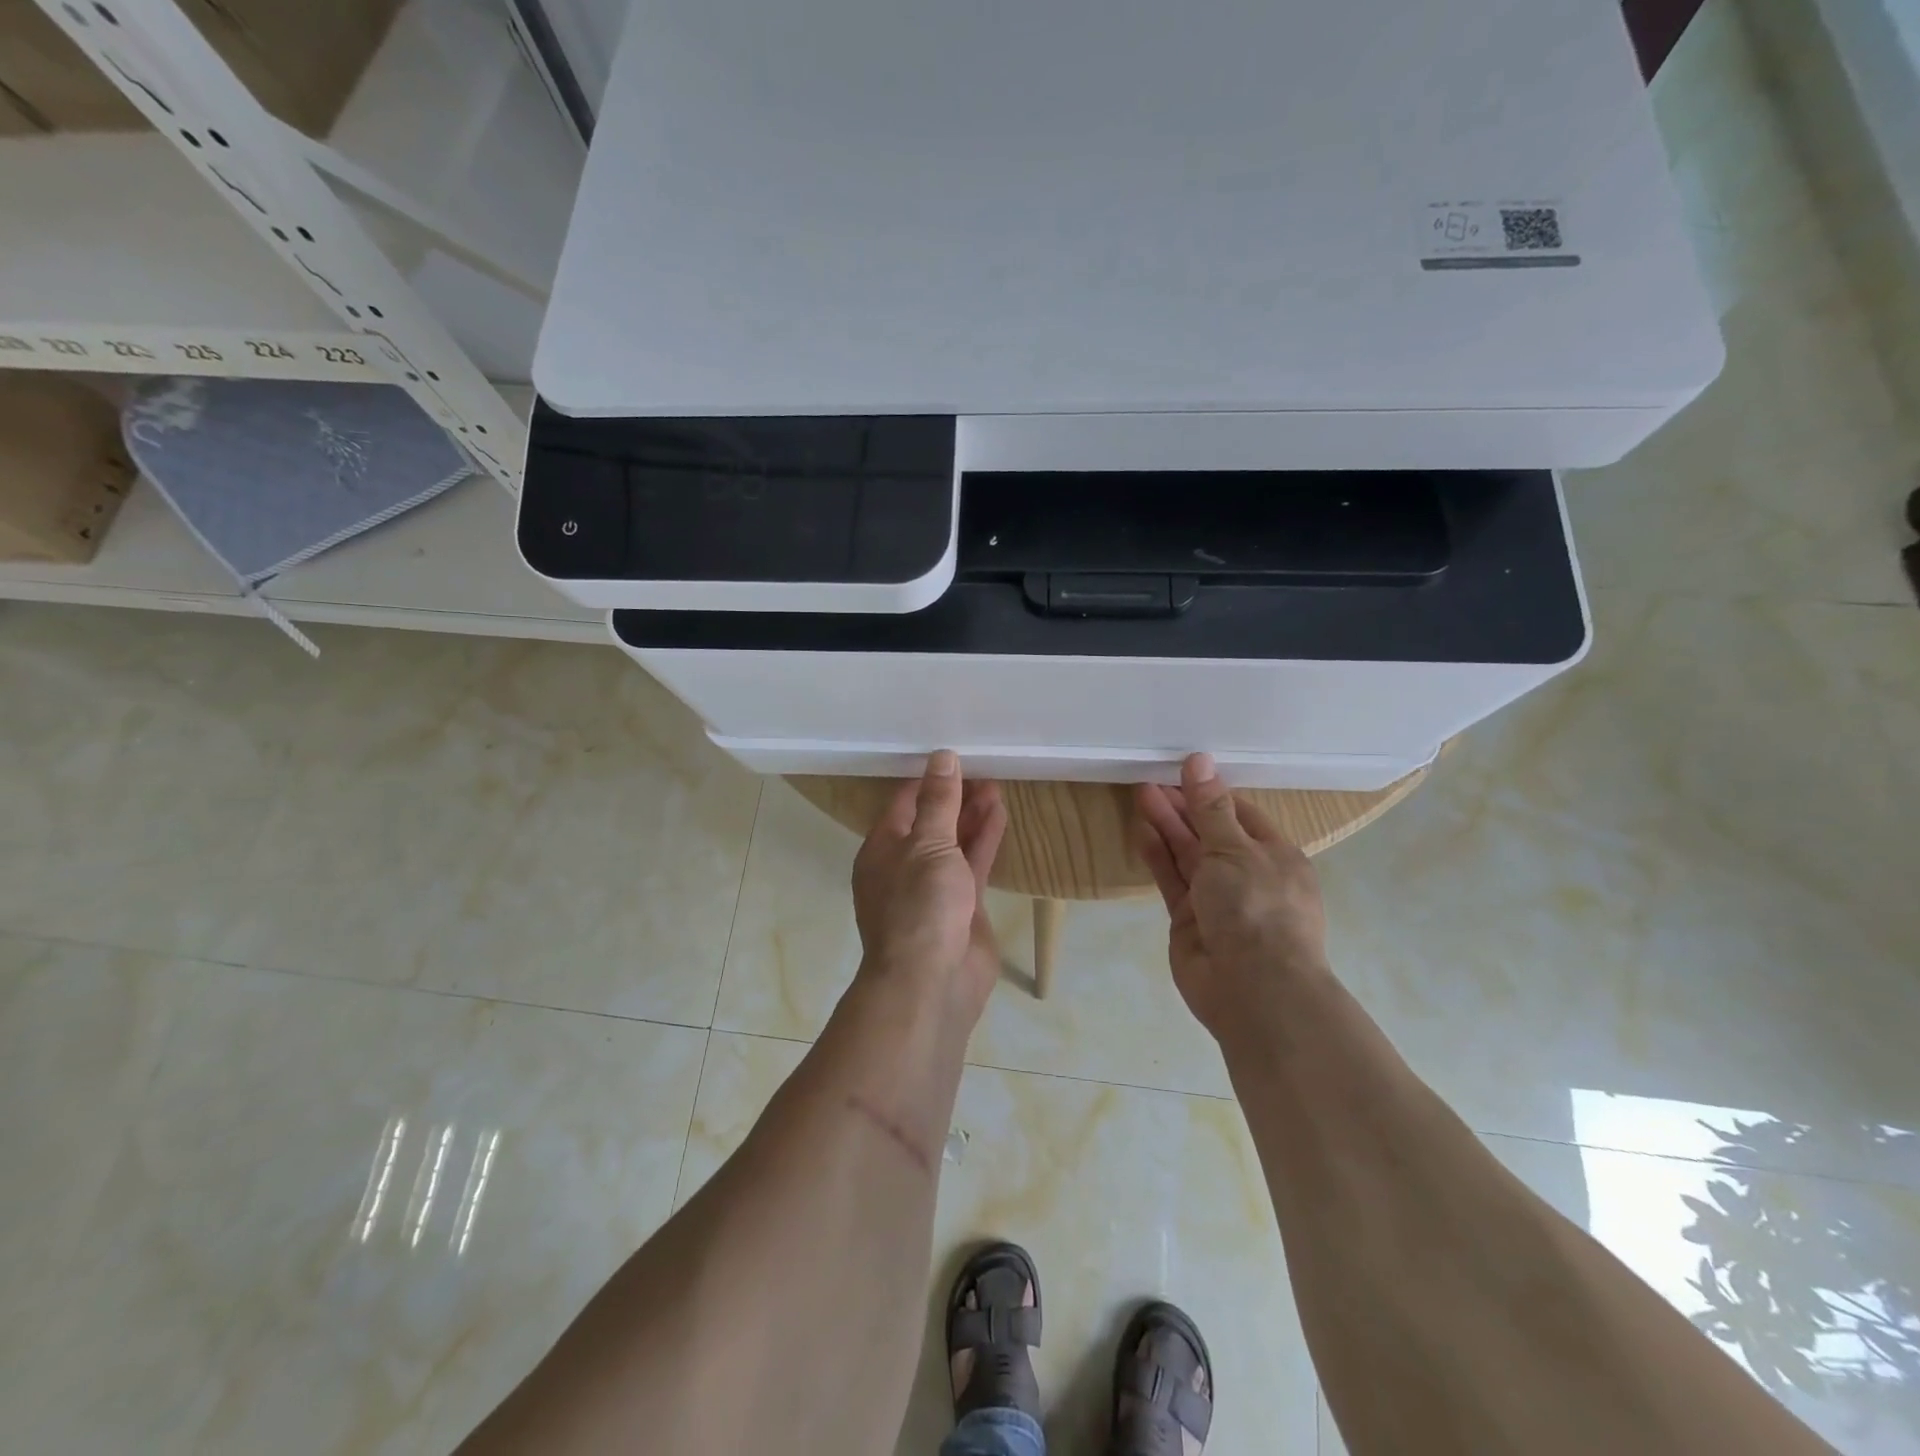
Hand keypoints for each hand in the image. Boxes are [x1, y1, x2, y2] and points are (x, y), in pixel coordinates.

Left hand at [851, 751, 1008, 1021]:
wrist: (933, 981)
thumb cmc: (920, 905)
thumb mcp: (928, 844)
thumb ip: (939, 801)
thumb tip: (942, 757)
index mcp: (881, 849)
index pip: (903, 804)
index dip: (928, 780)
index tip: (953, 757)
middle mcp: (904, 866)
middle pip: (931, 821)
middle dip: (955, 797)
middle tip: (983, 769)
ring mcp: (934, 888)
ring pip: (954, 842)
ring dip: (972, 816)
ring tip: (996, 785)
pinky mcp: (962, 906)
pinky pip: (973, 864)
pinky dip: (985, 840)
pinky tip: (1000, 814)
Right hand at [1135, 753, 1330, 1039]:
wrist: (1253, 989)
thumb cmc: (1256, 908)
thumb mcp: (1235, 849)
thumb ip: (1211, 808)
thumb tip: (1200, 760)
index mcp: (1275, 856)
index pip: (1241, 814)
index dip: (1211, 793)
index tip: (1181, 771)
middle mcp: (1247, 875)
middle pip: (1211, 833)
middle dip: (1184, 807)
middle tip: (1151, 781)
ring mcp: (1217, 899)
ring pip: (1188, 855)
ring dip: (1167, 826)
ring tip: (1141, 794)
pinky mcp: (1189, 919)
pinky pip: (1172, 879)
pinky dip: (1158, 856)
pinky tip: (1141, 831)